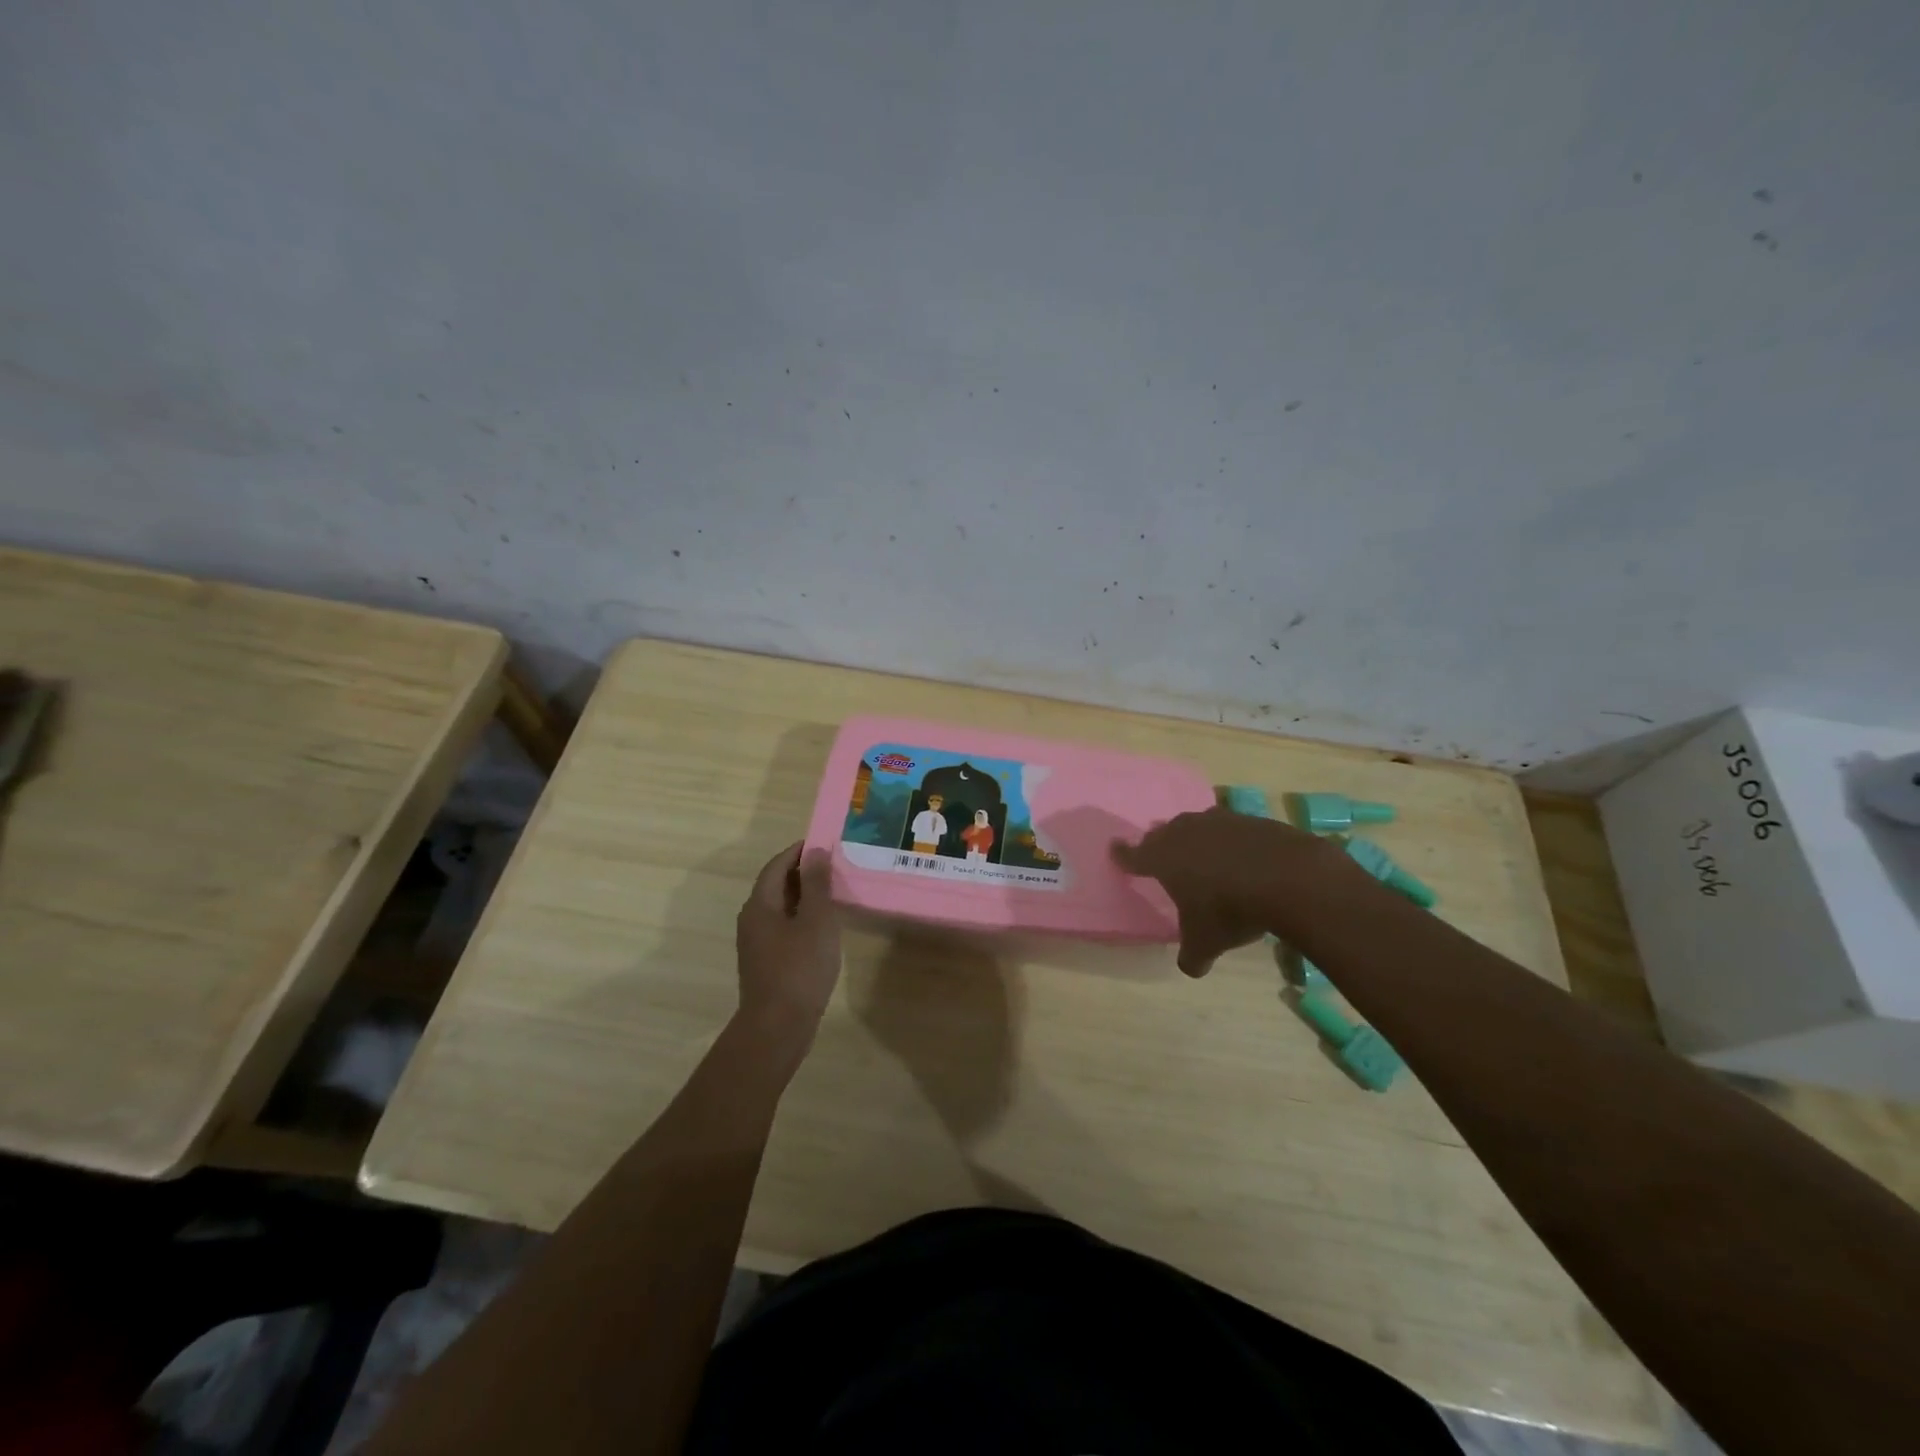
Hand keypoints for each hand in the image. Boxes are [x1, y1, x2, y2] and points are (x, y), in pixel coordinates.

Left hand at [735, 842, 842, 1041]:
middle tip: (834, 865)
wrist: (777, 1027)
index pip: (777, 865)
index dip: (798, 851)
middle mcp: (752, 919)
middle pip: (776, 885)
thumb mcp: (816, 921)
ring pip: (780, 908)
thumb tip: (815, 851)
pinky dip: (802, 918)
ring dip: (804, 896)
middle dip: (803, 872)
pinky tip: (823, 927)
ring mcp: (757, 943)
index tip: (824, 843)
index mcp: (760, 905)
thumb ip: (816, 884)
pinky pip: (784, 928)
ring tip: (834, 892)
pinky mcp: (766, 962)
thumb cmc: (799, 968)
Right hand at [1112, 808, 1360, 976]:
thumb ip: (1192, 955)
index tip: (1115, 850)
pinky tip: (1241, 857)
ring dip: (1195, 838)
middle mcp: (1184, 832)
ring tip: (1202, 855)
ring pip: (1196, 825)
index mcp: (1162, 858)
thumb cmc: (1230, 909)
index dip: (1123, 855)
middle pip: (1163, 833)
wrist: (1287, 877)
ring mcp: (1217, 821)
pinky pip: (1230, 828)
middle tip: (1162, 856)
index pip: (1133, 854)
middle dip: (1159, 844)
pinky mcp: (1249, 819)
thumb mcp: (1206, 942)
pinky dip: (1229, 841)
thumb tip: (1191, 968)